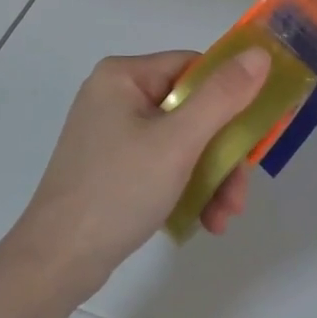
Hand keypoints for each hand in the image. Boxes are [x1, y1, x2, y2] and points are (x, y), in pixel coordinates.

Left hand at [12, 48, 271, 291]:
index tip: (253, 134)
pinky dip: (186, 187)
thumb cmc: (118, 191)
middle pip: (192, 109)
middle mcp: (116, 95)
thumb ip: (223, 97)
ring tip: (223, 219)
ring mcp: (112, 133)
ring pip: (182, 141)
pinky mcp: (112, 166)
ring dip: (210, 178)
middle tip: (239, 194)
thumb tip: (260, 54)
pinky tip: (203, 220)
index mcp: (124, 76)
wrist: (56, 263)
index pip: (194, 68)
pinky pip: (163, 163)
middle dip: (222, 154)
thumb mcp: (178, 142)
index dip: (230, 96)